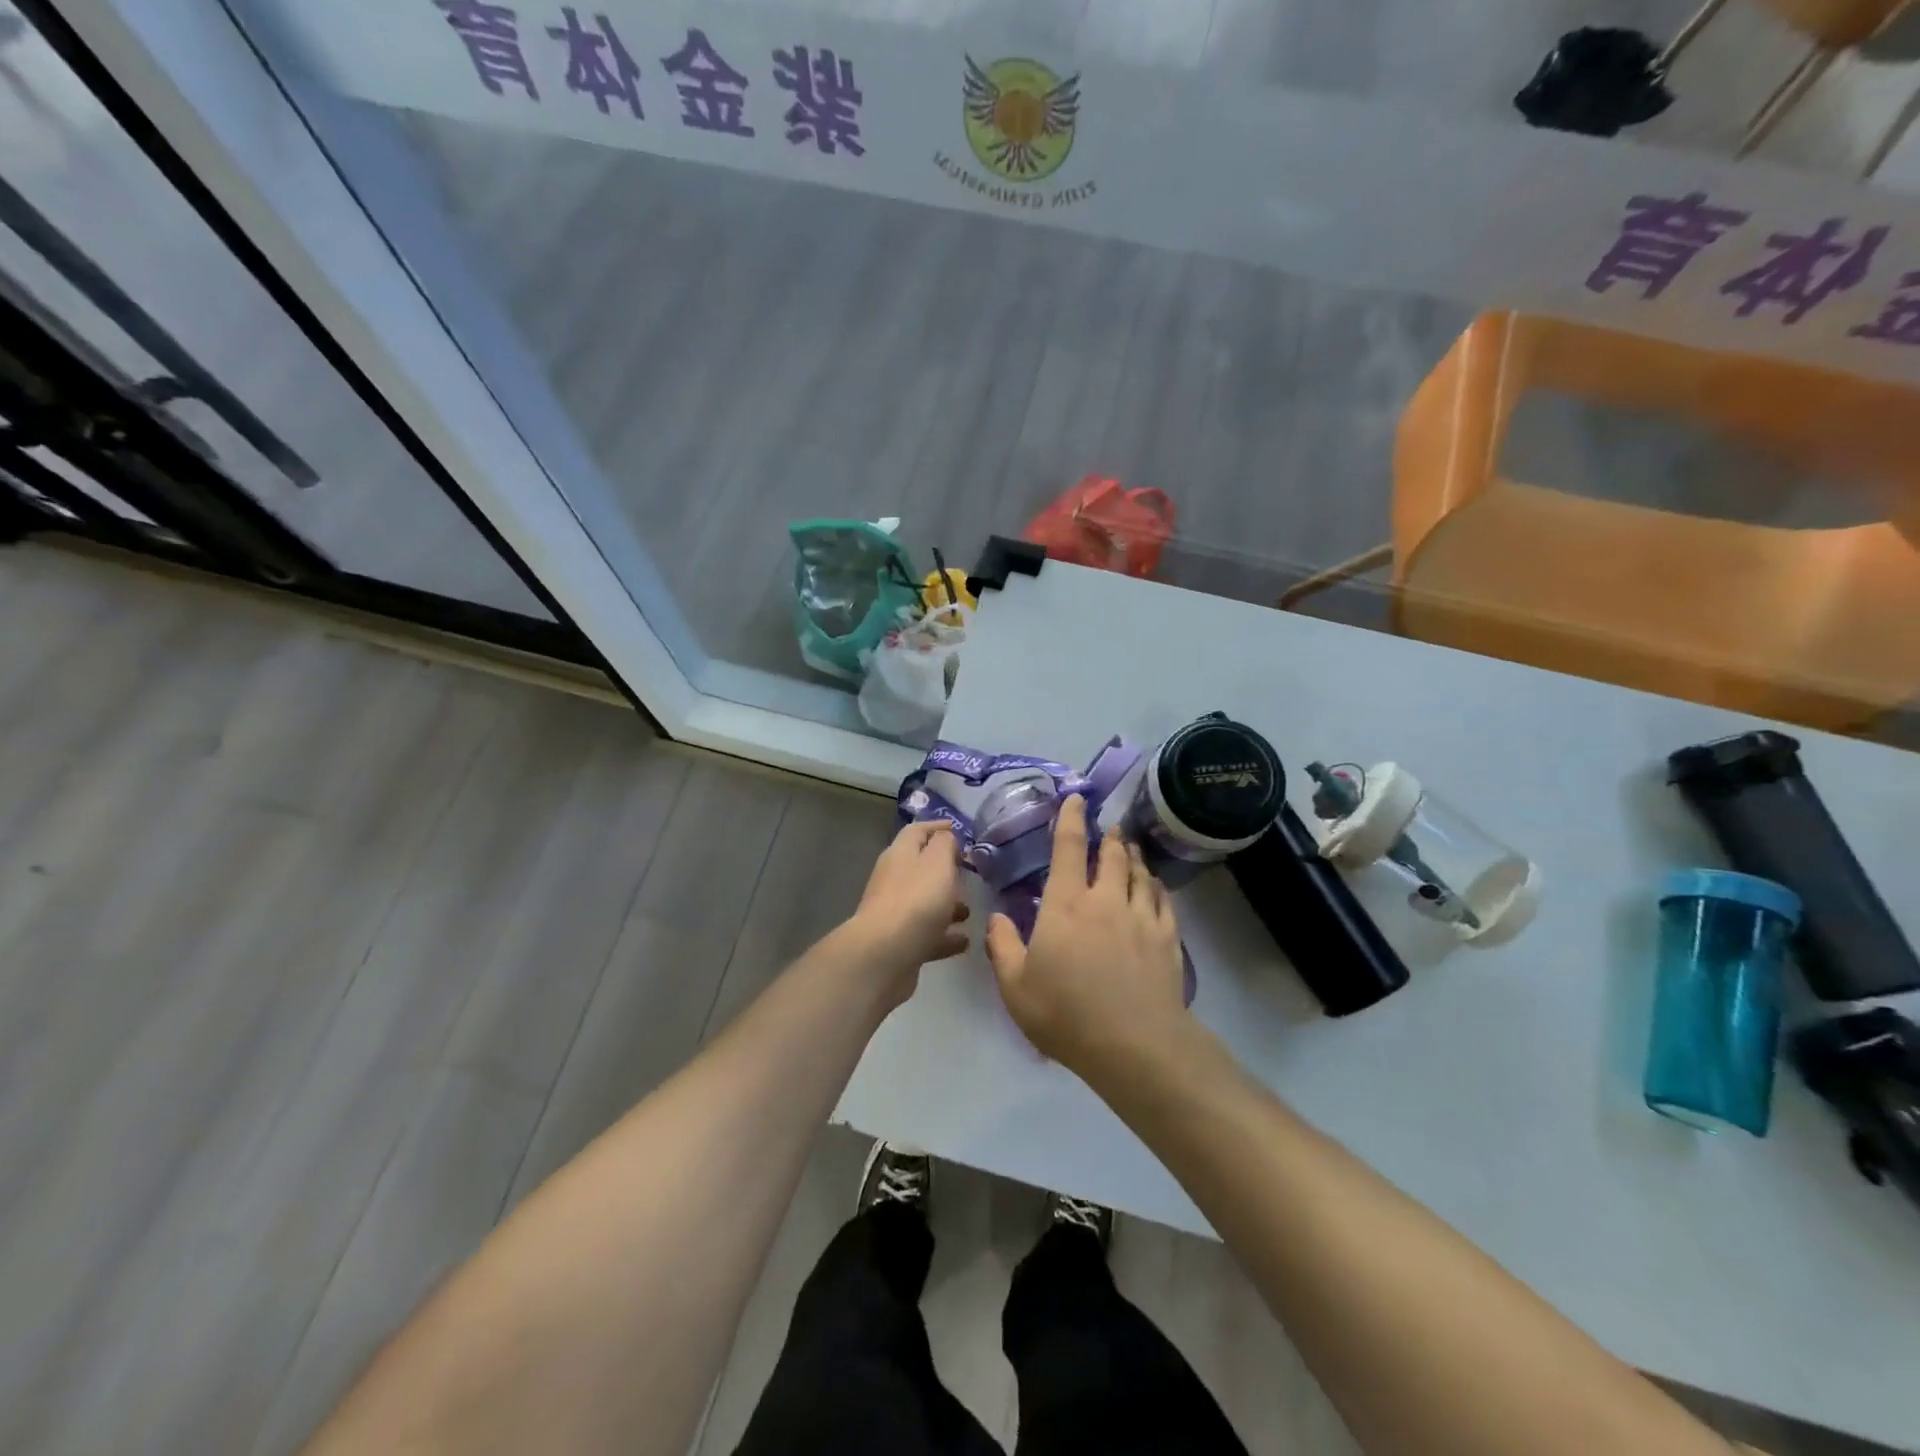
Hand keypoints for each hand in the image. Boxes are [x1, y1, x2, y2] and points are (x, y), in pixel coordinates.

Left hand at [847, 821, 969, 984]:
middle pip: (921, 867)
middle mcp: (894, 879)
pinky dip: (945, 934)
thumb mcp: (938, 862)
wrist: (886, 955)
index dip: (937, 826)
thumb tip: (945, 837)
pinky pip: (927, 933)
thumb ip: (945, 844)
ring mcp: (895, 912)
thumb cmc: (917, 900)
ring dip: (947, 904)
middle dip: (945, 869)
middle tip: (969, 873)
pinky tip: (964, 941)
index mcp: (900, 854)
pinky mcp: (900, 941)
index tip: (957, 828)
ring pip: (925, 902)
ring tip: (970, 911)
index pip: (917, 831)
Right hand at [985, 795, 1187, 1076]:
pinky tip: (1154, 885)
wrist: (1135, 1045)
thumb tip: (997, 917)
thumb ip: (1002, 947)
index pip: (1068, 849)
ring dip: (1133, 857)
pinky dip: (1156, 886)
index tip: (1076, 799)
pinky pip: (1163, 900)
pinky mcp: (1167, 938)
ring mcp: (1141, 917)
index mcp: (1066, 905)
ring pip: (1139, 873)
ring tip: (1130, 848)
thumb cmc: (1066, 1015)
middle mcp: (1106, 900)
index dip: (1070, 820)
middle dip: (1109, 837)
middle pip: (1111, 855)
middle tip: (1110, 827)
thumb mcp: (1015, 987)